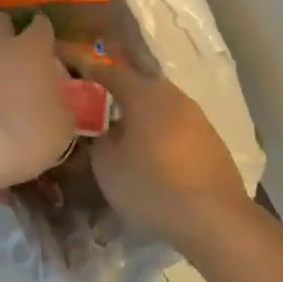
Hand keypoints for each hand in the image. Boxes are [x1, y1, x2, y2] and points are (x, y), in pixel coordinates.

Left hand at [0, 13, 75, 191]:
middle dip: (6, 29)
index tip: (47, 43)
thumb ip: (62, 105)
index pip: (41, 24)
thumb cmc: (32, 131)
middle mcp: (1, 45)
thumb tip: (60, 104)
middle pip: (1, 20)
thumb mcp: (64, 123)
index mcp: (34, 48)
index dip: (44, 31)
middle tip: (14, 49)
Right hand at [79, 57, 252, 253]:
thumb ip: (99, 139)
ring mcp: (196, 116)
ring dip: (140, 111)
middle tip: (96, 96)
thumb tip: (104, 130)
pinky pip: (175, 124)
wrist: (215, 218)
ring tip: (122, 126)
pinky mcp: (210, 139)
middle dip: (117, 88)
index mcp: (143, 93)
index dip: (86, 67)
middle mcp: (172, 95)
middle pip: (139, 82)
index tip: (68, 63)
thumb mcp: (107, 165)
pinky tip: (152, 150)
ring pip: (160, 104)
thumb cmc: (152, 185)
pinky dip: (159, 129)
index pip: (108, 71)